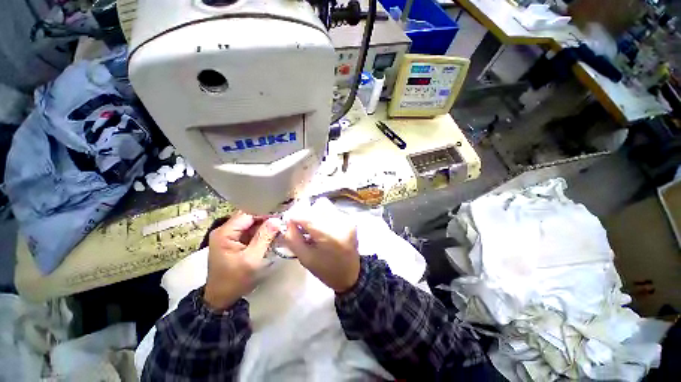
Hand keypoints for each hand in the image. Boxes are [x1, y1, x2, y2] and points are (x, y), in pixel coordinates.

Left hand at [203, 212, 280, 310]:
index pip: (248, 214)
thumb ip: (264, 237)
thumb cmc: (235, 280)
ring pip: (251, 223)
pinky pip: (250, 231)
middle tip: (283, 221)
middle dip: (266, 219)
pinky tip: (272, 234)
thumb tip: (276, 220)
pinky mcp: (234, 241)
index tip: (281, 215)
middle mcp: (225, 230)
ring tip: (280, 227)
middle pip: (249, 217)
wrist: (221, 298)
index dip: (265, 213)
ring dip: (265, 225)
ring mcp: (229, 235)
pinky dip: (261, 232)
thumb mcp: (252, 259)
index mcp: (225, 232)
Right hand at [281, 201, 359, 292]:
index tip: (289, 223)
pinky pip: (332, 209)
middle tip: (302, 226)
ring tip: (314, 228)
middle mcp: (340, 222)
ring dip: (315, 212)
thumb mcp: (305, 258)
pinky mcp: (350, 219)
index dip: (294, 216)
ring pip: (325, 204)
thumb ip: (292, 238)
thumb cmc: (326, 270)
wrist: (351, 274)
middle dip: (306, 213)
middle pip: (317, 204)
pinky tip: (324, 228)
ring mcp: (347, 219)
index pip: (306, 215)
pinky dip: (324, 215)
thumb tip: (287, 221)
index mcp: (329, 235)